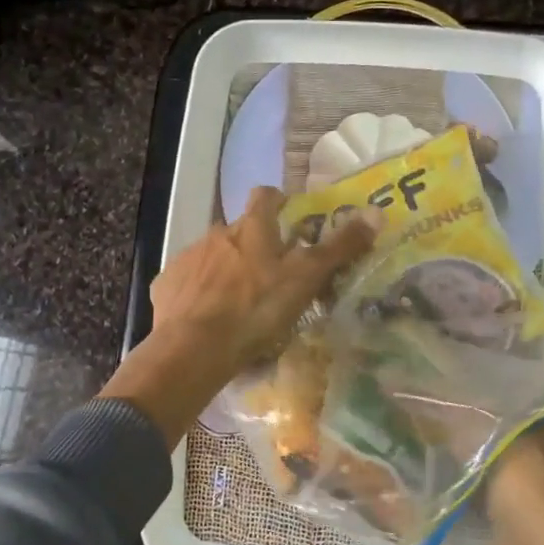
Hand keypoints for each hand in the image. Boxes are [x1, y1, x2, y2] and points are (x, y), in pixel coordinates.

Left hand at [105, 188, 379, 445]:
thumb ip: (339, 248)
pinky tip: (208, 317)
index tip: (289, 216)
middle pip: (238, 230)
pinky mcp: (166, 284)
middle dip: (253, 245)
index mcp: (251, 229)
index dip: (278, 201)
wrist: (193, 348)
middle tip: (269, 274)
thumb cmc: (256, 310)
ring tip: (239, 302)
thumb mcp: (305, 279)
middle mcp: (217, 234)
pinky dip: (199, 292)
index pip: (265, 196)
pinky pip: (187, 281)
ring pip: (212, 255)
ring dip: (225, 269)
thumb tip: (376, 212)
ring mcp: (188, 258)